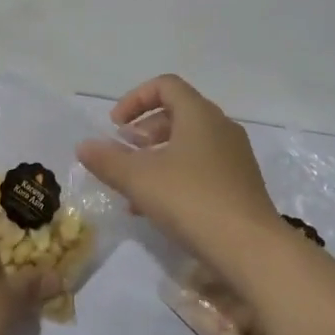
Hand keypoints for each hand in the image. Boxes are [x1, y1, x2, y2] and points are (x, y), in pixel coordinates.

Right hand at [75, 75, 280, 269]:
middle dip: (144, 131)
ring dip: (157, 157)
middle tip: (124, 154)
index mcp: (199, 114)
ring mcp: (235, 156)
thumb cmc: (191, 200)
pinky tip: (157, 208)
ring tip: (134, 186)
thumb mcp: (139, 179)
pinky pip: (202, 167)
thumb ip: (108, 160)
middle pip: (177, 113)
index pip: (165, 85)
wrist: (250, 249)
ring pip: (189, 144)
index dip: (135, 99)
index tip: (115, 126)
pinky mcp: (241, 184)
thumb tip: (83, 145)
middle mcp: (221, 127)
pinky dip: (176, 175)